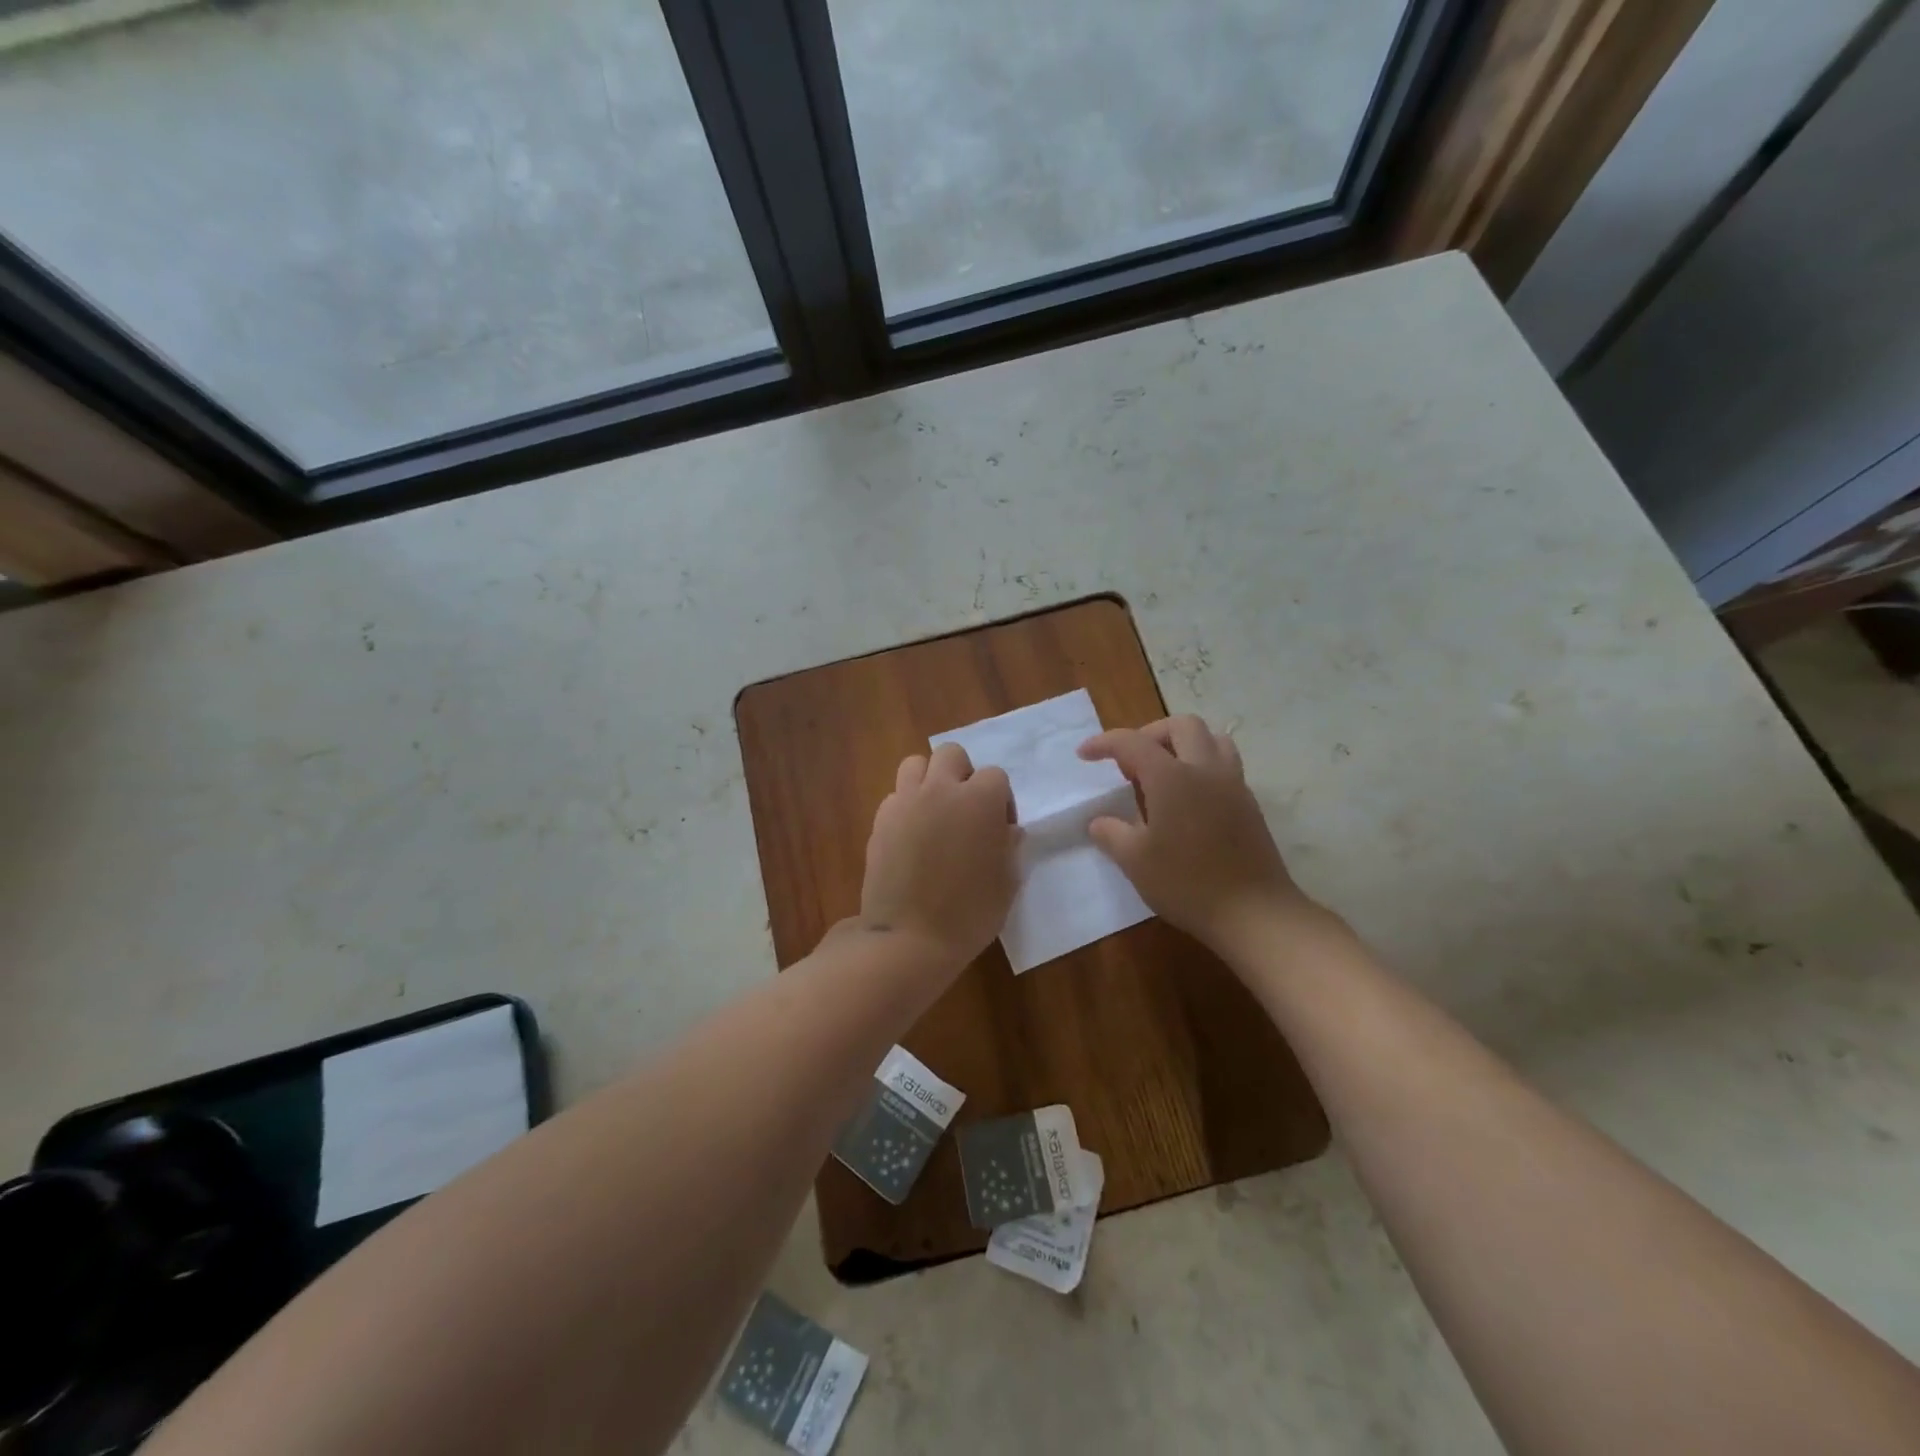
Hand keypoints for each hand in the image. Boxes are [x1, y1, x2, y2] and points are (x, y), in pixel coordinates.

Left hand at [860, 743, 1018, 969]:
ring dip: (929, 780)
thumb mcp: (1007, 883)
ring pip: (915, 764)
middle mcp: (941, 789)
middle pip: (951, 755)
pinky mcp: (880, 820)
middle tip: (966, 810)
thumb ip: (1010, 847)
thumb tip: (1008, 831)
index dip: (1001, 801)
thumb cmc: (970, 913)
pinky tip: (911, 837)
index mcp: (980, 800)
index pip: (995, 776)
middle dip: (962, 774)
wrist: (909, 938)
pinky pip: (895, 796)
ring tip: (935, 812)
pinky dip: (906, 806)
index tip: (999, 830)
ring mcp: (905, 802)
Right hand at [1078, 716, 1321, 952]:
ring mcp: (1233, 784)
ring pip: (1211, 739)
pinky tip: (1188, 800)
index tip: (1084, 754)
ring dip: (1183, 744)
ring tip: (1164, 773)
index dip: (1104, 743)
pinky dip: (1202, 766)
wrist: (1253, 912)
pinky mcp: (1249, 804)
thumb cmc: (1187, 883)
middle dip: (1149, 734)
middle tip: (1131, 764)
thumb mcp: (1135, 861)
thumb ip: (1111, 833)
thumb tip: (1100, 821)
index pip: (1132, 743)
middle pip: (1181, 725)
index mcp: (1171, 777)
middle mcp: (1204, 769)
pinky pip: (1225, 765)